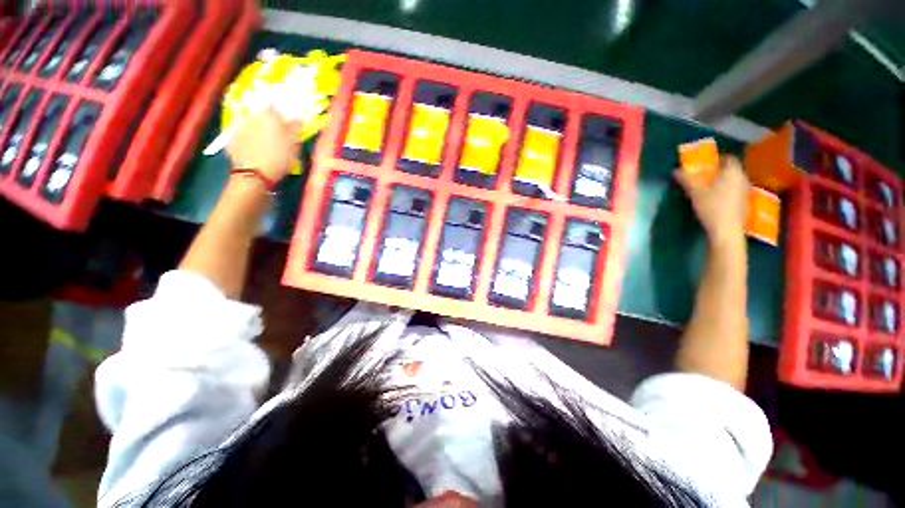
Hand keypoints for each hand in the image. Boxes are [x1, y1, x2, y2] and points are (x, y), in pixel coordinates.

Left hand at [226, 108, 300, 181]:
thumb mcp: (294, 145)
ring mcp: (239, 127)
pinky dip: (249, 139)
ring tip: (267, 143)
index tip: (288, 119)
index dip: (282, 112)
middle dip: (270, 121)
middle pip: (263, 115)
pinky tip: (255, 149)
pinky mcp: (231, 139)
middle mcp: (252, 116)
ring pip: (253, 124)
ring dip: (259, 130)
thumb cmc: (279, 159)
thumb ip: (296, 129)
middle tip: (279, 133)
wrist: (254, 175)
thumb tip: (298, 117)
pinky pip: (243, 134)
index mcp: (269, 116)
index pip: (276, 106)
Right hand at [675, 155, 749, 245]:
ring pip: (734, 181)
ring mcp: (745, 192)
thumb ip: (686, 180)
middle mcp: (743, 179)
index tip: (706, 163)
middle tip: (704, 175)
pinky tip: (716, 200)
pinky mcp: (744, 203)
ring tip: (708, 188)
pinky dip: (726, 192)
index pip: (729, 158)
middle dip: (719, 171)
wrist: (727, 231)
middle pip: (732, 170)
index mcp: (733, 172)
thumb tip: (675, 170)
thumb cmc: (712, 207)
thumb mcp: (695, 193)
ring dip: (723, 182)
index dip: (718, 159)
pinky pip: (735, 191)